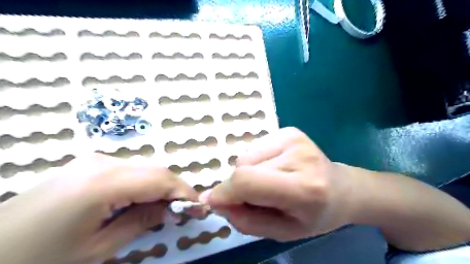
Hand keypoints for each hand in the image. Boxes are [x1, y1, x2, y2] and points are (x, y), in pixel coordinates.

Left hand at [0, 154, 197, 263]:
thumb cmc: (40, 257)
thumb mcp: (97, 248)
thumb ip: (141, 222)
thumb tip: (172, 210)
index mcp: (105, 182)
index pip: (161, 179)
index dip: (185, 192)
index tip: (200, 207)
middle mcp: (104, 162)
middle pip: (156, 170)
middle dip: (176, 189)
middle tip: (186, 209)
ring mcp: (97, 159)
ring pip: (145, 168)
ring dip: (161, 186)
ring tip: (167, 207)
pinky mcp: (92, 164)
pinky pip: (131, 170)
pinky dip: (145, 183)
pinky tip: (143, 200)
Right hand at [199, 128, 360, 240]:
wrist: (342, 190)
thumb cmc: (315, 216)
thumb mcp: (282, 232)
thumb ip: (245, 220)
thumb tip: (216, 200)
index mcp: (303, 188)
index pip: (248, 182)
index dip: (224, 192)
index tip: (213, 202)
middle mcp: (299, 156)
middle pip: (243, 167)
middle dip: (238, 186)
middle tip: (256, 197)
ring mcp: (294, 138)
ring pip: (246, 157)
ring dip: (249, 173)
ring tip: (270, 182)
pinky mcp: (289, 131)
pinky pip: (255, 148)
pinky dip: (257, 162)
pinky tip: (276, 168)